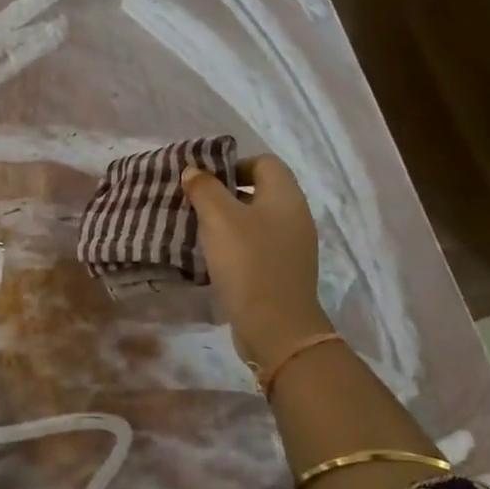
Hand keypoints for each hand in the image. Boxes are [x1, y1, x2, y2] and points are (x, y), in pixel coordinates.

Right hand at [181, 154, 331, 366]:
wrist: (276, 326)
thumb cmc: (248, 262)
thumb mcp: (219, 218)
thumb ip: (204, 188)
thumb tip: (194, 171)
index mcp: (285, 196)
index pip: (263, 162)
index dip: (232, 164)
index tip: (203, 180)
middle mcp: (295, 215)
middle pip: (259, 190)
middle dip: (225, 193)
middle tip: (194, 203)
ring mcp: (292, 246)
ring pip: (256, 219)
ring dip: (228, 221)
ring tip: (199, 230)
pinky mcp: (283, 270)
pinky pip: (257, 245)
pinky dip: (236, 245)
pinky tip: (214, 257)